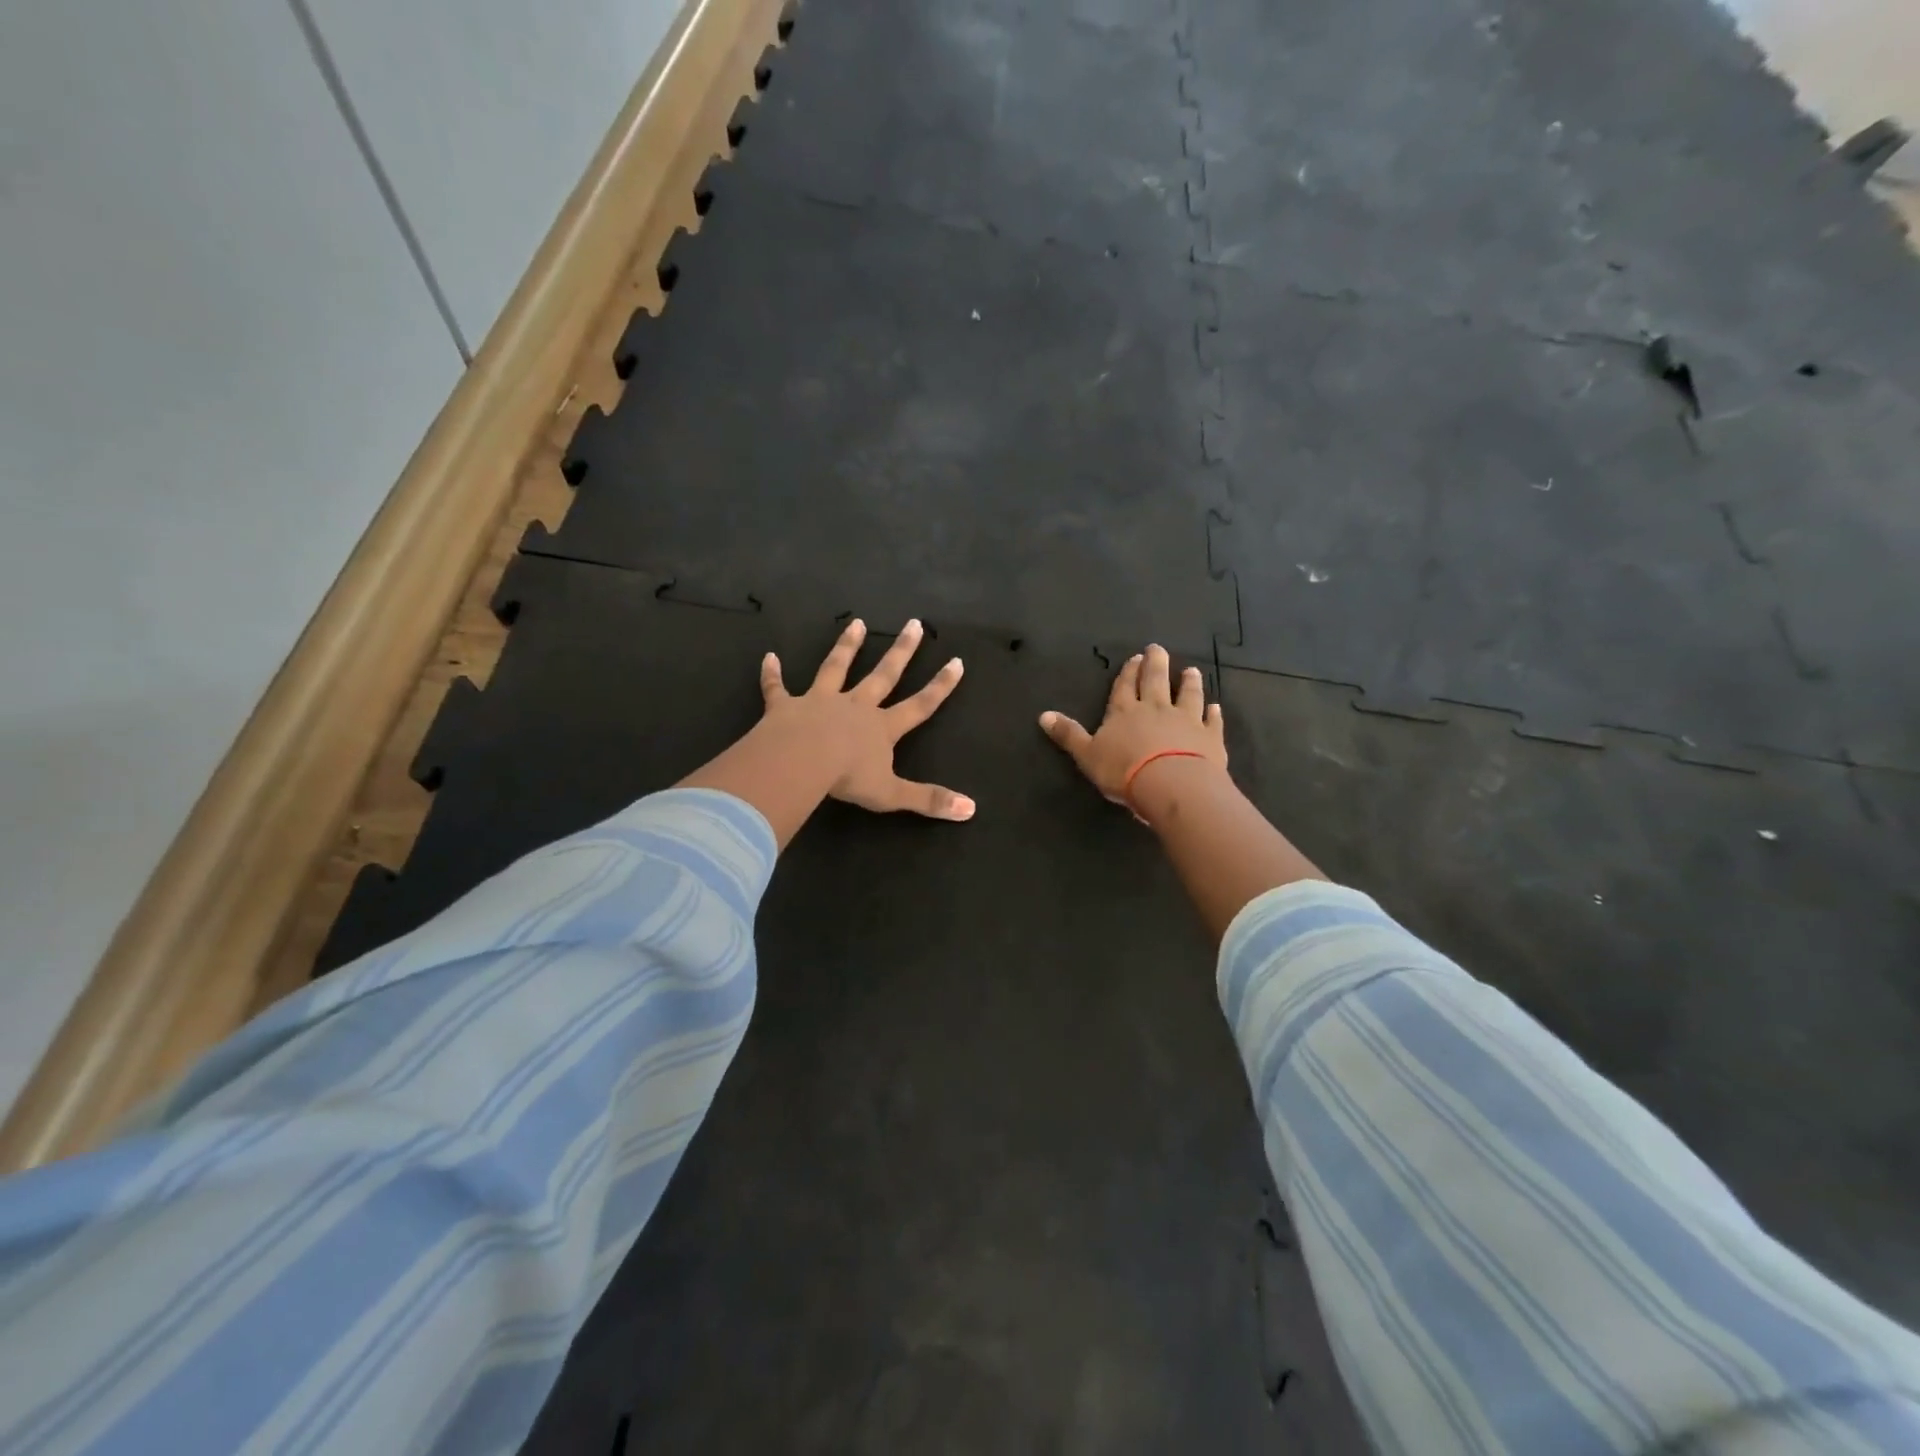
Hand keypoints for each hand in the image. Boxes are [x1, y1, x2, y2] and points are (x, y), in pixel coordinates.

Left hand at [761, 617, 973, 820]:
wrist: (801, 762)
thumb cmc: (847, 778)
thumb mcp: (892, 794)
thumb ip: (929, 800)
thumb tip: (971, 809)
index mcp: (882, 727)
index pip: (920, 705)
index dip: (940, 686)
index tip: (956, 661)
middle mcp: (855, 706)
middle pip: (883, 675)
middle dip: (901, 651)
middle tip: (914, 624)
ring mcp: (820, 702)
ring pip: (836, 668)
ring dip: (847, 646)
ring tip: (857, 623)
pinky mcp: (785, 707)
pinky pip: (777, 688)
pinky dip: (772, 674)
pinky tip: (769, 657)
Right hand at [1039, 644, 1225, 807]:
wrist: (1171, 784)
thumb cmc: (1124, 770)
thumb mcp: (1087, 755)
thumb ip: (1068, 735)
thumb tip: (1043, 715)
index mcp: (1124, 712)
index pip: (1124, 687)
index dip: (1128, 673)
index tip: (1135, 658)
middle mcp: (1156, 709)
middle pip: (1155, 682)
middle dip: (1156, 664)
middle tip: (1158, 648)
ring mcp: (1186, 721)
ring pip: (1187, 695)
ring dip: (1188, 683)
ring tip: (1191, 671)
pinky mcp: (1209, 737)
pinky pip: (1211, 721)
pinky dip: (1213, 713)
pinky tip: (1216, 707)